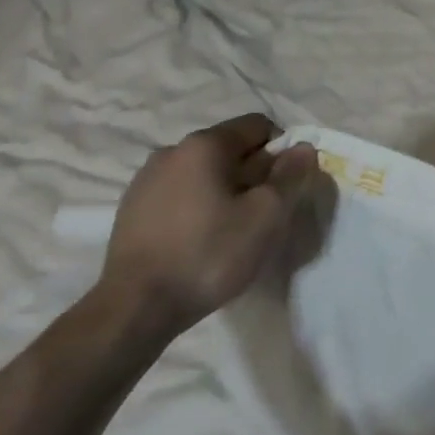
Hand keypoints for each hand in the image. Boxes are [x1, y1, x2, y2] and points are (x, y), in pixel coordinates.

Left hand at [98, 114, 321, 344]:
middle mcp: (171, 152)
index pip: (259, 126)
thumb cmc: (210, 254)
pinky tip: (202, 241)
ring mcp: (145, 181)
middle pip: (231, 149)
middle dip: (255, 174)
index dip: (283, 151)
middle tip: (264, 214)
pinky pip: (180, 194)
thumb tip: (303, 148)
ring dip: (226, 191)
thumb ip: (291, 174)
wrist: (136, 309)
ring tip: (232, 230)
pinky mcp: (131, 210)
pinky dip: (199, 207)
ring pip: (204, 173)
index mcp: (204, 145)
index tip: (286, 187)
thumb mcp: (268, 214)